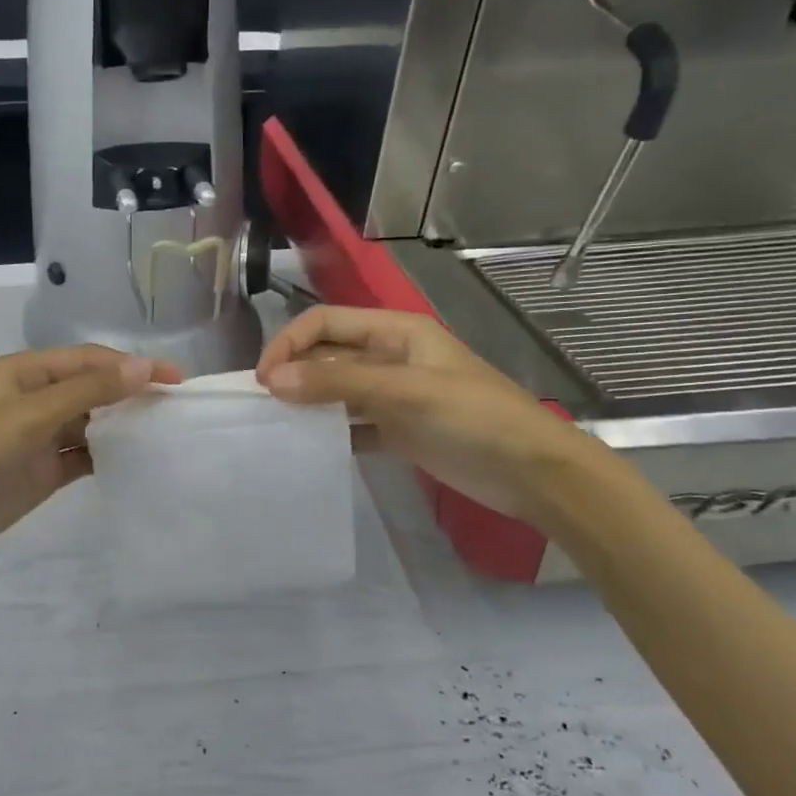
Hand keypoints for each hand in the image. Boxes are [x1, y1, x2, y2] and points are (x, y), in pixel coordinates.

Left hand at [0, 345, 181, 581]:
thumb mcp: (29, 415)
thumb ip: (87, 391)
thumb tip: (144, 368)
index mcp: (23, 372)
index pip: (87, 360)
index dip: (131, 366)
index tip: (175, 380)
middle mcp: (33, 399)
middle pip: (91, 389)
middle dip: (130, 394)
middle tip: (176, 408)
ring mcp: (37, 437)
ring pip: (90, 423)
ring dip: (122, 425)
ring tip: (165, 433)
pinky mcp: (41, 472)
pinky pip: (82, 456)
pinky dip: (108, 456)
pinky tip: (137, 461)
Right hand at [255, 306, 600, 524]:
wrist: (533, 472)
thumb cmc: (473, 417)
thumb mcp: (404, 391)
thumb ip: (338, 382)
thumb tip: (271, 379)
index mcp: (395, 332)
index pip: (326, 322)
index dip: (290, 343)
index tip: (262, 379)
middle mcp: (390, 357)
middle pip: (328, 355)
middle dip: (293, 373)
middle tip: (262, 406)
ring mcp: (394, 396)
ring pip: (337, 391)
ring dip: (308, 403)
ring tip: (277, 427)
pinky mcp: (398, 431)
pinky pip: (352, 425)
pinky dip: (330, 434)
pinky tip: (309, 450)